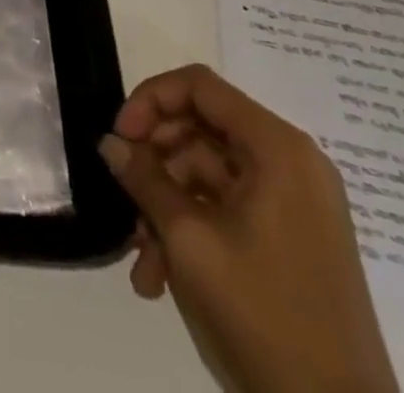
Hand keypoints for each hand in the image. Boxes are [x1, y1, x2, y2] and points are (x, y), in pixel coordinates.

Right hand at [99, 64, 397, 392]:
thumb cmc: (264, 316)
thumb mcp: (189, 240)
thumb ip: (145, 179)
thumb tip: (110, 142)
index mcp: (278, 149)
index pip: (199, 87)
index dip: (150, 100)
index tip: (120, 138)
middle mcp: (290, 165)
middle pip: (201, 127)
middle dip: (154, 161)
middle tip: (123, 192)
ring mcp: (293, 205)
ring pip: (206, 174)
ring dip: (165, 205)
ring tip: (140, 258)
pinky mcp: (290, 240)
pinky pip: (226, 210)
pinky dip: (190, 231)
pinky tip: (158, 276)